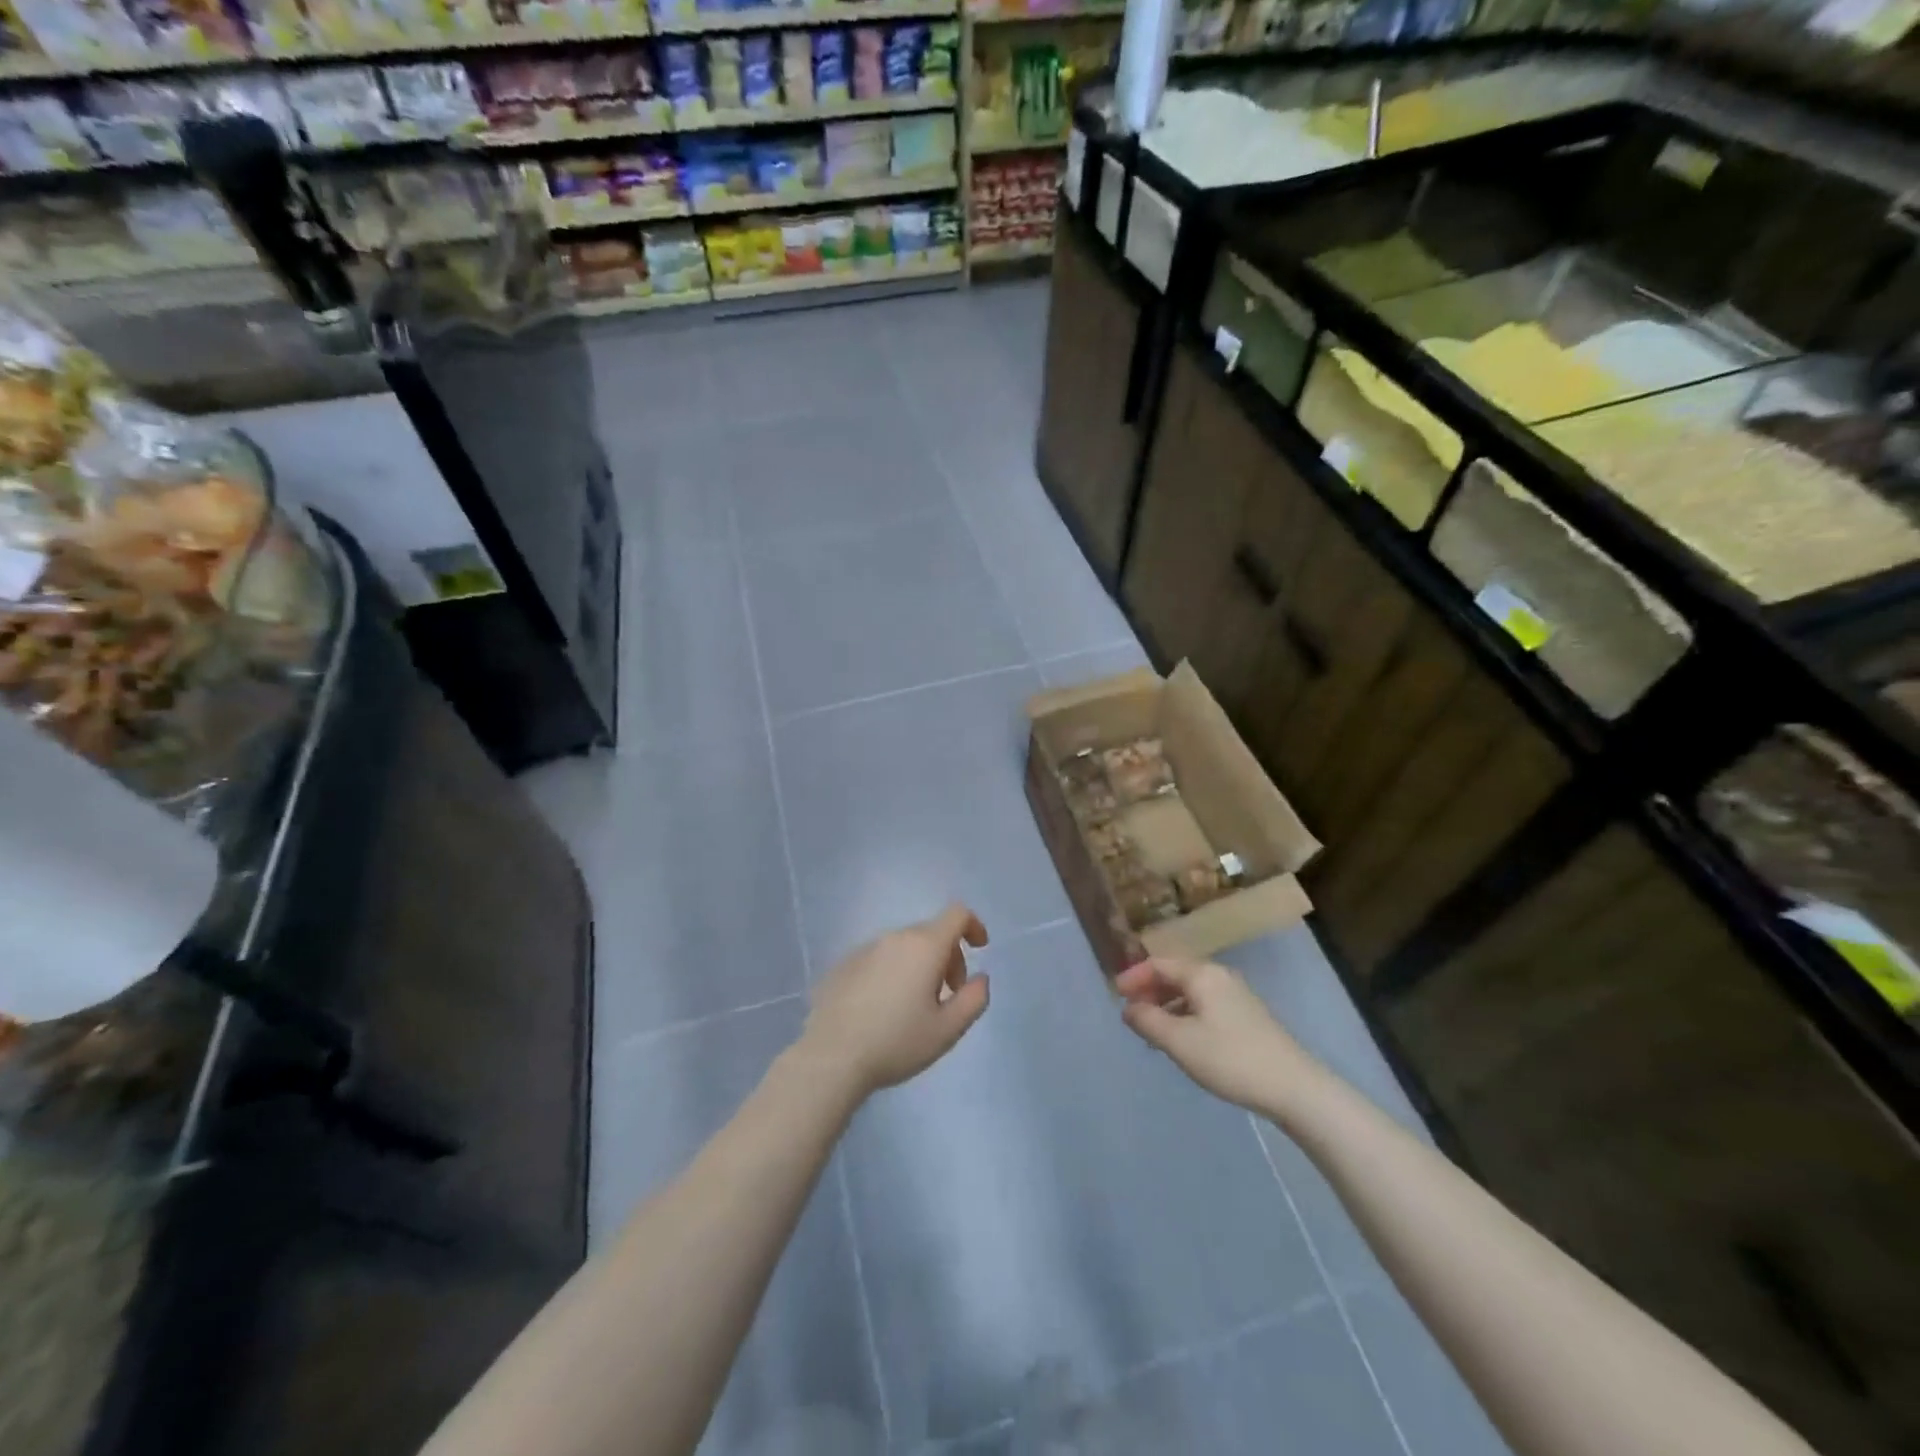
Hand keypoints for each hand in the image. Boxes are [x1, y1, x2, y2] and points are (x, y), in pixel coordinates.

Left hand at [799, 905, 990, 1098]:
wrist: (831, 1056)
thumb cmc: (897, 1042)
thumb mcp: (947, 1030)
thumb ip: (974, 999)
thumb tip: (980, 978)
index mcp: (924, 946)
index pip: (957, 914)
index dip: (974, 925)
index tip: (979, 949)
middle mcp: (894, 937)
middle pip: (931, 932)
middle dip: (948, 956)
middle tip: (948, 995)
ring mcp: (865, 948)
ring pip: (904, 946)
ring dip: (919, 965)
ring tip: (914, 1006)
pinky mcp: (843, 964)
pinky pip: (879, 958)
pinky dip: (892, 972)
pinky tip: (883, 1008)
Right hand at [1116, 957, 1318, 1113]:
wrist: (1294, 1087)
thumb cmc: (1230, 1059)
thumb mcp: (1179, 1042)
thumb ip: (1148, 1021)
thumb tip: (1127, 1008)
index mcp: (1202, 974)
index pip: (1159, 964)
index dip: (1134, 977)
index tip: (1115, 995)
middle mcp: (1219, 976)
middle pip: (1175, 974)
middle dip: (1150, 990)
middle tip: (1130, 1013)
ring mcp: (1236, 996)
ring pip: (1191, 991)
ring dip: (1167, 1005)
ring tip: (1151, 1030)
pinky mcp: (1247, 1016)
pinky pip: (1205, 1005)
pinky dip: (1185, 1014)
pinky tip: (1182, 1039)